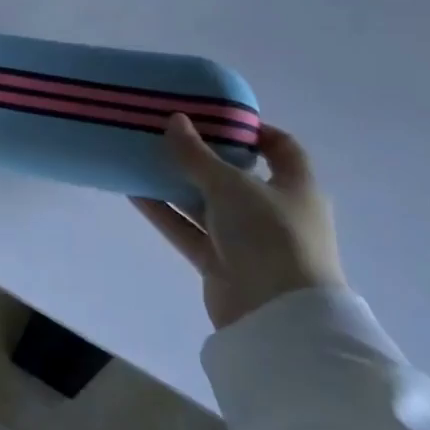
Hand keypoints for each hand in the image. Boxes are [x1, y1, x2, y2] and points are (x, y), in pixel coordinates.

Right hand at [133, 116, 345, 330]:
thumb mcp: (231, 185)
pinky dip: (165, 212)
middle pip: (235, 176)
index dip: (251, 130)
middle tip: (166, 134)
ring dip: (176, 184)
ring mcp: (247, 240)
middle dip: (201, 156)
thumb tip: (175, 120)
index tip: (213, 115)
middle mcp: (273, 211)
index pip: (280, 148)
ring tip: (140, 158)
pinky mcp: (221, 263)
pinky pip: (188, 230)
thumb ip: (197, 154)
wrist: (277, 314)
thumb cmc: (270, 235)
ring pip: (206, 204)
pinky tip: (134, 192)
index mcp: (295, 187)